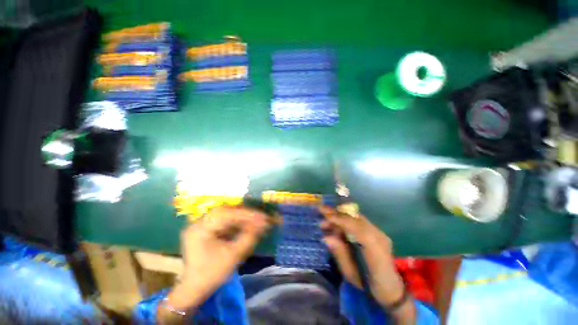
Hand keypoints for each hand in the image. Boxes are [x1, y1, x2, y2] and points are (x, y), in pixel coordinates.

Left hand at [165, 206, 270, 311]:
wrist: (194, 289)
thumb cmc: (212, 274)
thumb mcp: (233, 256)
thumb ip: (249, 237)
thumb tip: (263, 223)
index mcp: (200, 229)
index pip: (227, 215)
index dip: (246, 214)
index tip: (262, 216)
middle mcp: (198, 223)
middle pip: (226, 211)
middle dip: (244, 213)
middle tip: (259, 217)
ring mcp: (200, 224)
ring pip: (225, 214)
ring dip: (241, 216)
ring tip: (254, 220)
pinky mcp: (205, 228)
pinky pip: (223, 220)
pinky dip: (235, 221)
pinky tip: (245, 224)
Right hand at [319, 207, 414, 321]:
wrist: (390, 288)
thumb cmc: (368, 285)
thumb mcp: (350, 274)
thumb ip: (339, 253)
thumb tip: (326, 237)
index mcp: (375, 249)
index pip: (356, 227)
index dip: (339, 219)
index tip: (324, 216)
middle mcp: (379, 236)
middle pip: (356, 218)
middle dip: (337, 214)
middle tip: (321, 212)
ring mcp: (379, 232)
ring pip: (356, 217)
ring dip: (340, 216)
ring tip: (326, 221)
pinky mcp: (377, 231)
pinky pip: (358, 221)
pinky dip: (346, 220)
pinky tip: (336, 224)